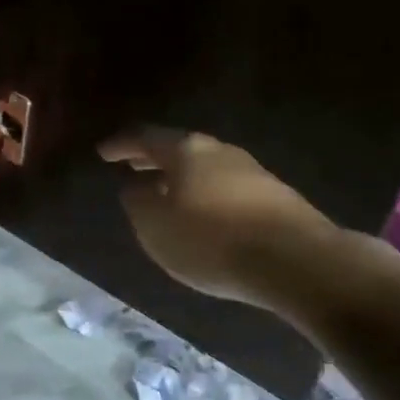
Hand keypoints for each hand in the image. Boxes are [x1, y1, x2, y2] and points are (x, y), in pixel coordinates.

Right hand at [98, 129, 337, 306]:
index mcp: (186, 150)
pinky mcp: (276, 197)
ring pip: (205, 167)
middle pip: (179, 148)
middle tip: (132, 165)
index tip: (103, 152)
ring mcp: (252, 171)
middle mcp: (219, 151)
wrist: (296, 261)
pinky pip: (227, 188)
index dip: (121, 144)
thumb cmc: (212, 240)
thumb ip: (137, 202)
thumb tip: (135, 186)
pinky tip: (205, 215)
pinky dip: (206, 194)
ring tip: (166, 193)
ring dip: (182, 177)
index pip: (145, 138)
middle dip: (153, 158)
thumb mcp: (155, 226)